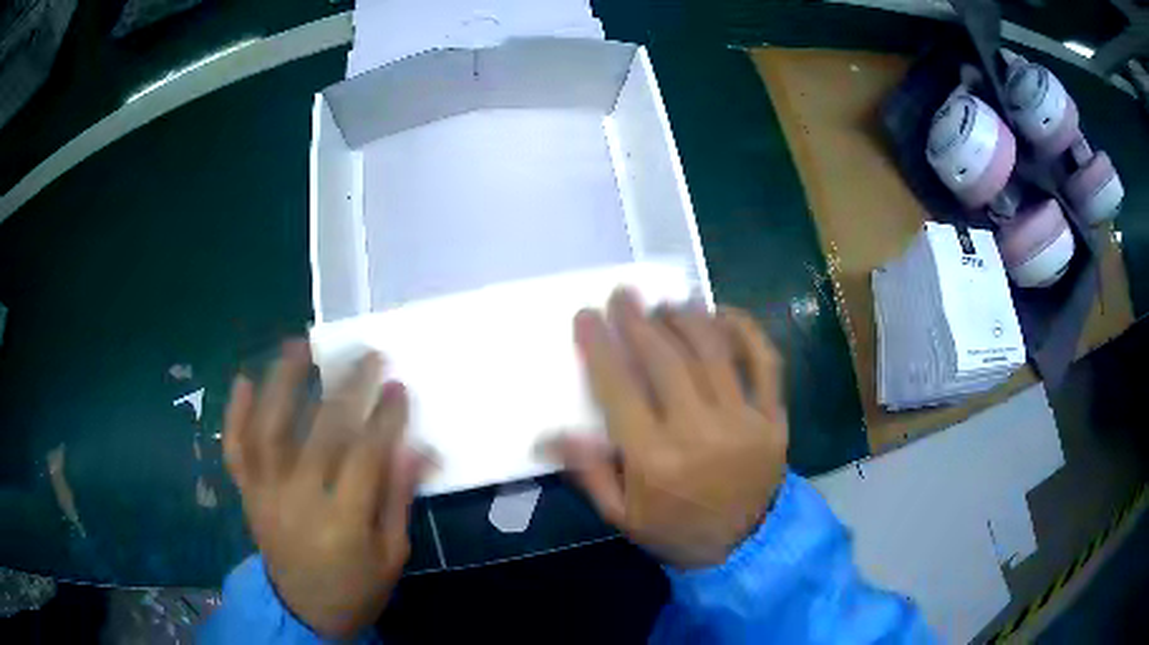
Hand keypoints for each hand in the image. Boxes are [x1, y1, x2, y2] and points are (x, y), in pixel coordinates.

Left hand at [223, 341, 428, 638]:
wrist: (304, 611)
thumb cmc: (356, 588)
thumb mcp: (392, 555)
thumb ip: (397, 500)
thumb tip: (414, 447)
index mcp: (343, 523)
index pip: (365, 455)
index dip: (384, 417)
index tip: (397, 384)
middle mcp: (299, 500)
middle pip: (321, 432)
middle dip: (346, 386)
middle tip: (364, 353)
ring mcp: (266, 494)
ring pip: (269, 429)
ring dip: (281, 383)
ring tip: (299, 345)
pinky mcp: (247, 494)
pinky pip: (236, 450)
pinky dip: (234, 414)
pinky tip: (242, 380)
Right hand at [549, 291, 787, 568]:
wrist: (745, 546)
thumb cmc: (676, 529)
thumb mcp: (622, 515)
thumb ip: (590, 471)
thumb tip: (550, 434)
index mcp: (655, 460)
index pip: (620, 389)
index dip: (600, 347)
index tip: (586, 316)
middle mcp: (699, 433)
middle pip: (665, 361)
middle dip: (638, 321)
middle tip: (623, 295)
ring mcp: (743, 421)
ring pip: (712, 353)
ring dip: (685, 319)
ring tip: (666, 302)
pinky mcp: (773, 418)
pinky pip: (764, 364)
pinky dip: (745, 331)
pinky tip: (722, 314)